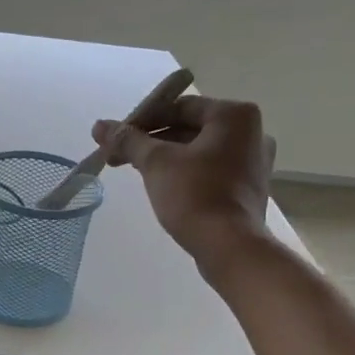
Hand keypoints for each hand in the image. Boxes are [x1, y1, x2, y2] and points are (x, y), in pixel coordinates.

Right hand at [93, 95, 275, 272]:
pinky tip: (164, 188)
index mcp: (234, 115)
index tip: (118, 137)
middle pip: (190, 128)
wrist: (229, 247)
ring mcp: (254, 162)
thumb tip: (100, 126)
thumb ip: (128, 140)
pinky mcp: (248, 189)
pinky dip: (187, 174)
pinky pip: (211, 171)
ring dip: (167, 158)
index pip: (180, 106)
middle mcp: (252, 132)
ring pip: (200, 151)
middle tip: (120, 157)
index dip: (143, 119)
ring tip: (137, 172)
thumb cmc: (195, 196)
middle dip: (152, 141)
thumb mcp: (156, 163)